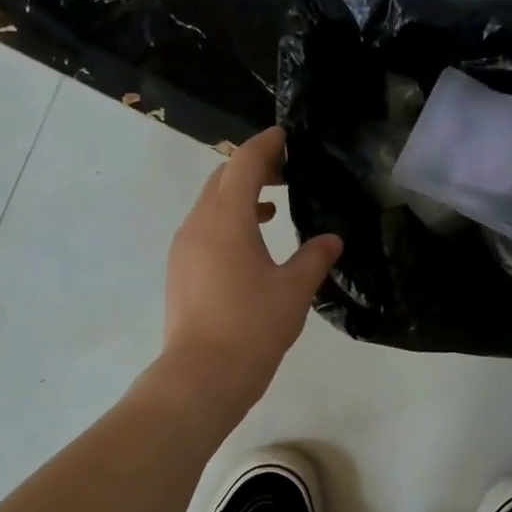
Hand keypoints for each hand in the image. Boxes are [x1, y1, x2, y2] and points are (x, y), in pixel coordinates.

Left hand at [159, 126, 341, 409]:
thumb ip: (314, 258)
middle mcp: (198, 223)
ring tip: (273, 207)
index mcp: (226, 218)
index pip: (244, 162)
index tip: (286, 136)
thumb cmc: (252, 327)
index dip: (266, 144)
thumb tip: (331, 240)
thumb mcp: (294, 291)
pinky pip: (204, 229)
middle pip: (222, 177)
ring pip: (210, 204)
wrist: (202, 375)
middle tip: (286, 171)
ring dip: (239, 197)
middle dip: (252, 167)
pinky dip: (227, 222)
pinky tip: (251, 245)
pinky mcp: (180, 270)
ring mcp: (184, 247)